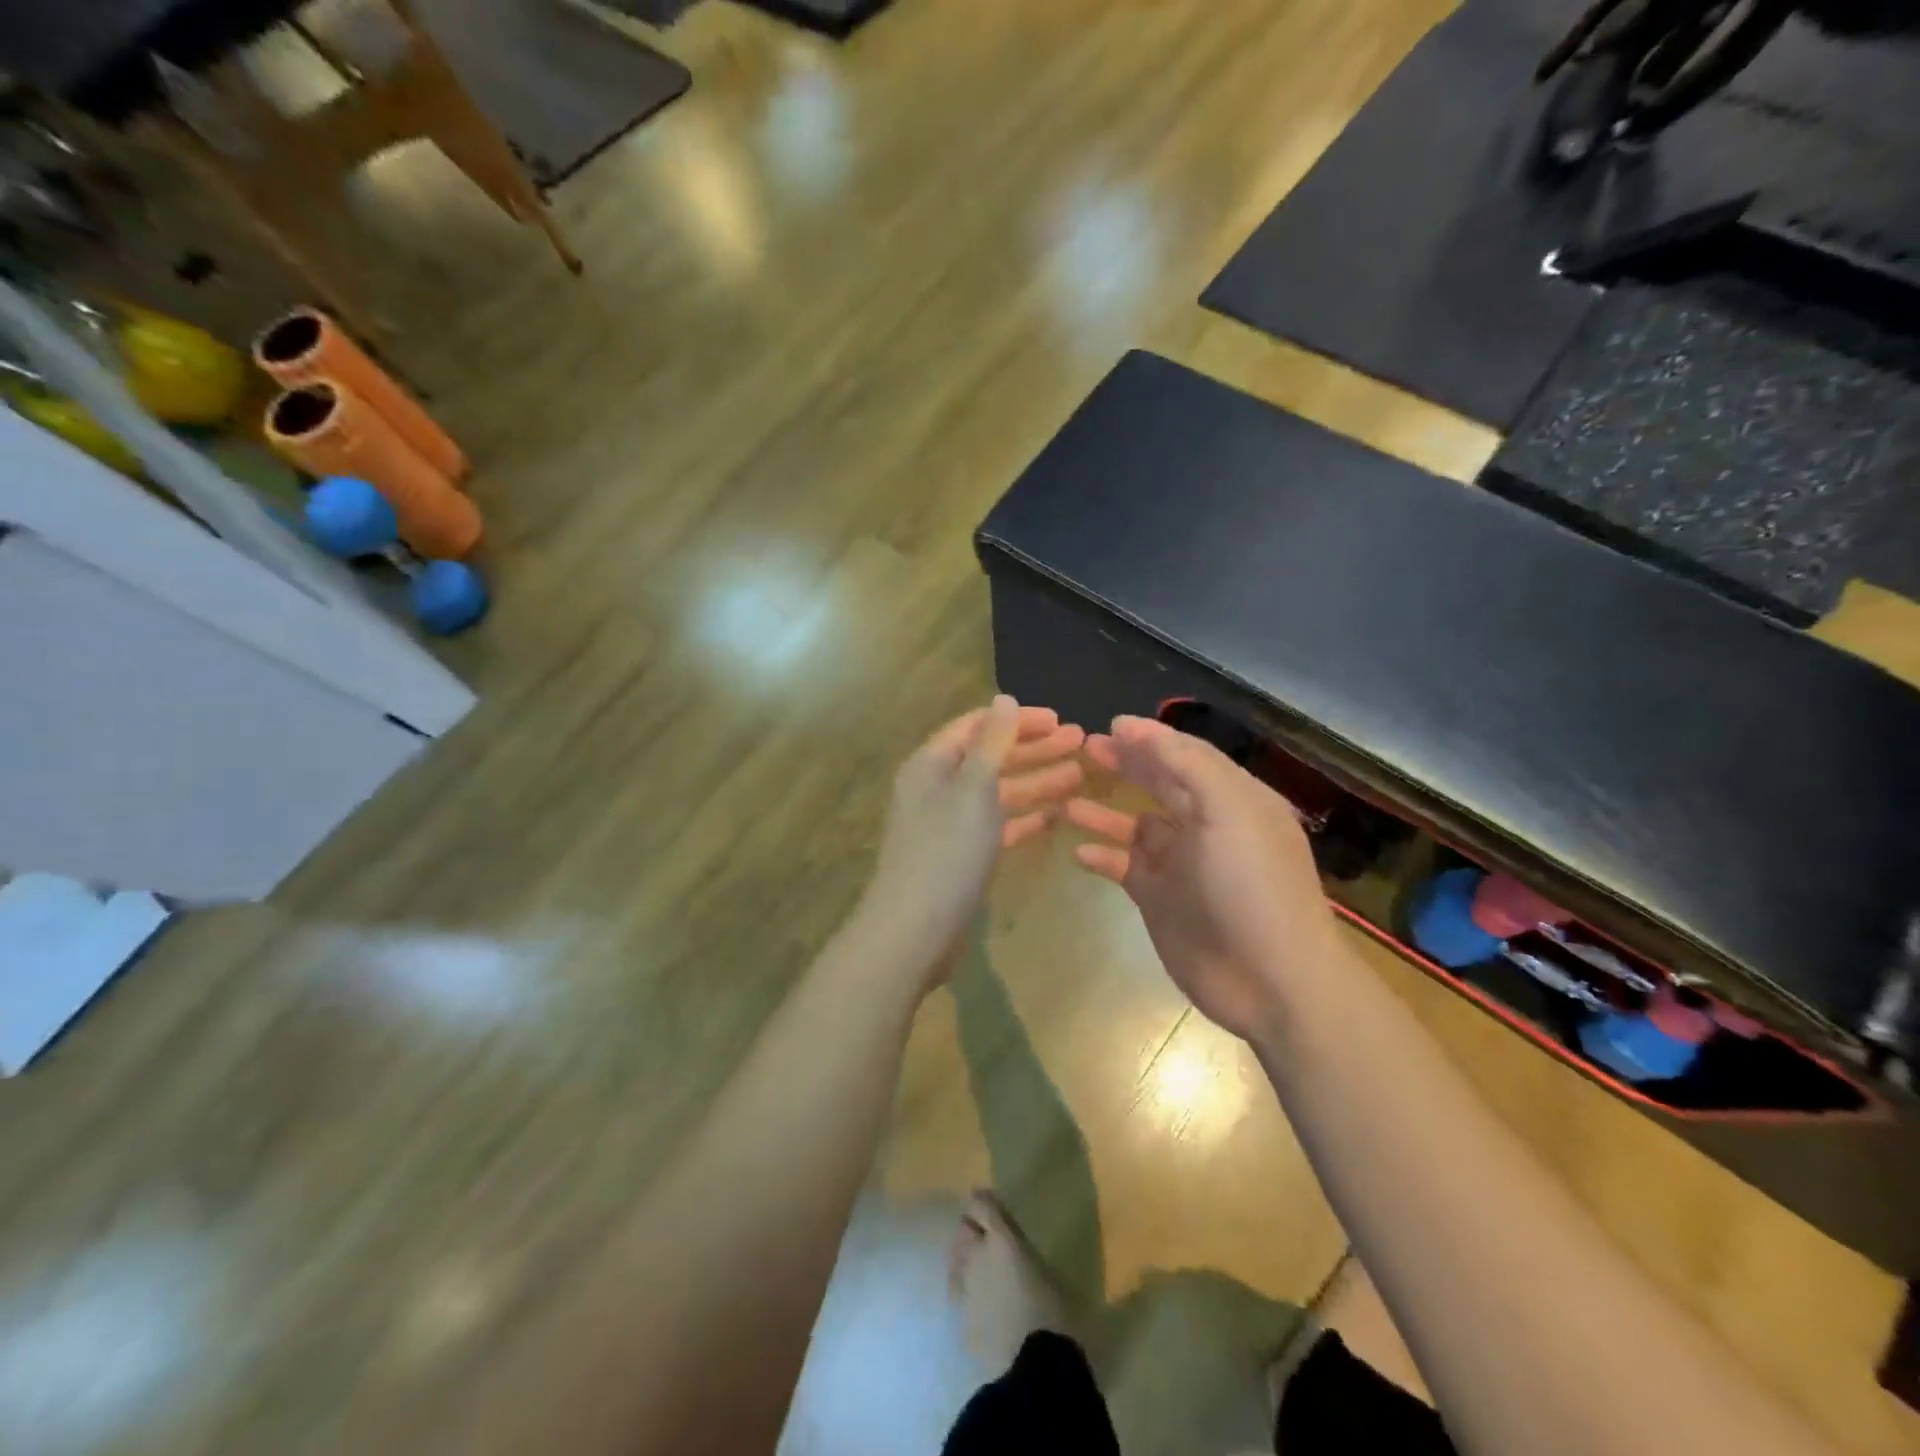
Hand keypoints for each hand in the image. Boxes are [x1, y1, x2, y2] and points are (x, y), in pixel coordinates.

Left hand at [859, 697, 1084, 985]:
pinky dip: (1023, 819)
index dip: (1017, 720)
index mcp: (932, 763)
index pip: (976, 726)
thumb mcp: (973, 788)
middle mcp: (937, 789)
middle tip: (1079, 742)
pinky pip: (996, 827)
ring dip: (1036, 783)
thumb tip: (1005, 699)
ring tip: (1079, 776)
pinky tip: (1055, 817)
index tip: (1058, 718)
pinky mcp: (961, 857)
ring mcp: (949, 825)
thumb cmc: (946, 851)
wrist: (915, 931)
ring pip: (997, 794)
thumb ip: (992, 742)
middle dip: (1034, 749)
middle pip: (990, 757)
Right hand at [1065, 715, 1339, 1040]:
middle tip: (1085, 748)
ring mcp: (1181, 865)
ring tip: (1067, 798)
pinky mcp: (1160, 899)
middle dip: (1126, 764)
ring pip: (1135, 827)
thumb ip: (1184, 763)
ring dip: (1103, 812)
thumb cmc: (1252, 886)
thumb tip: (1132, 727)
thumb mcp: (1228, 810)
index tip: (1109, 724)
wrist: (1270, 981)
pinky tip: (1078, 851)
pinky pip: (1124, 867)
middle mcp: (1207, 827)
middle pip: (1160, 784)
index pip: (1187, 756)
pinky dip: (1102, 856)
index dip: (1150, 738)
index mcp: (1233, 800)